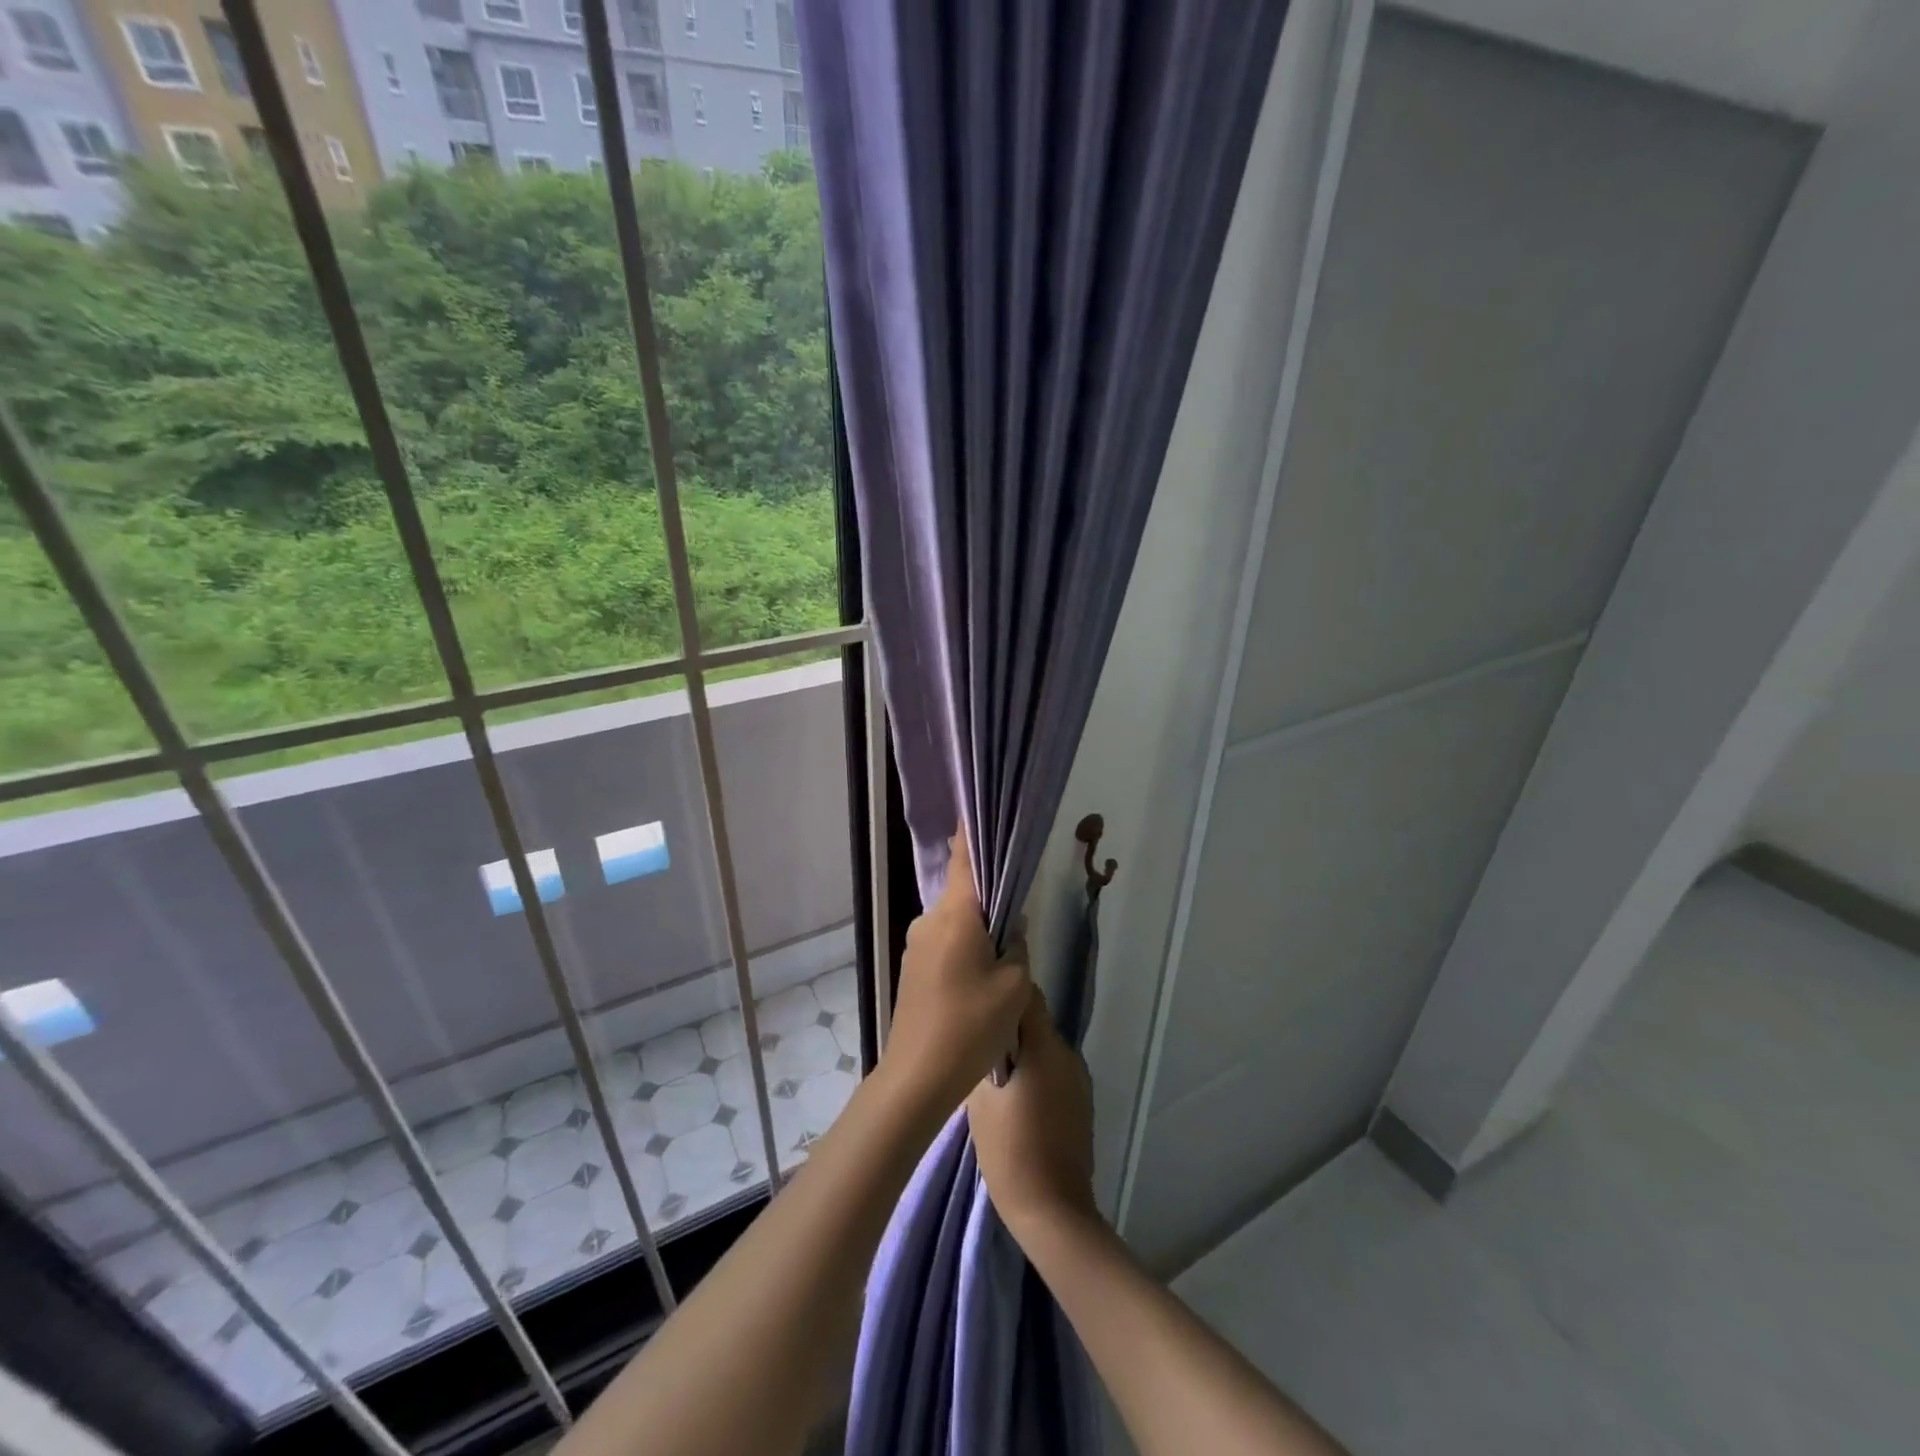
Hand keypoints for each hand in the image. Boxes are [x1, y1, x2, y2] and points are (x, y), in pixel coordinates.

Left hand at [880, 834, 1030, 1116]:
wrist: (917, 1077)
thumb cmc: (970, 1025)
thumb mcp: (1014, 986)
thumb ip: (1017, 946)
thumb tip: (1011, 930)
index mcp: (955, 913)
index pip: (964, 857)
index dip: (974, 832)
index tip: (985, 812)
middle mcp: (930, 919)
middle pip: (964, 891)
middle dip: (990, 897)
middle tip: (1019, 914)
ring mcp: (916, 944)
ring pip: (956, 921)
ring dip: (978, 929)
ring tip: (1004, 959)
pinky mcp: (913, 967)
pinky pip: (945, 942)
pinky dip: (965, 948)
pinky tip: (981, 979)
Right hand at [967, 987, 1097, 1238]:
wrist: (1053, 1211)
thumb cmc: (1010, 1151)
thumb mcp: (980, 1101)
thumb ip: (981, 1058)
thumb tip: (979, 1037)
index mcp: (1045, 1047)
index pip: (1027, 996)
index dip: (1001, 993)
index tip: (977, 1000)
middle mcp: (1067, 1054)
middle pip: (1035, 1021)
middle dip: (1007, 1026)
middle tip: (976, 1040)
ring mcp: (1078, 1079)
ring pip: (1043, 1048)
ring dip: (1021, 1052)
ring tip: (992, 1071)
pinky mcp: (1080, 1102)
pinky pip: (1053, 1071)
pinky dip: (1035, 1074)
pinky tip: (1015, 1098)